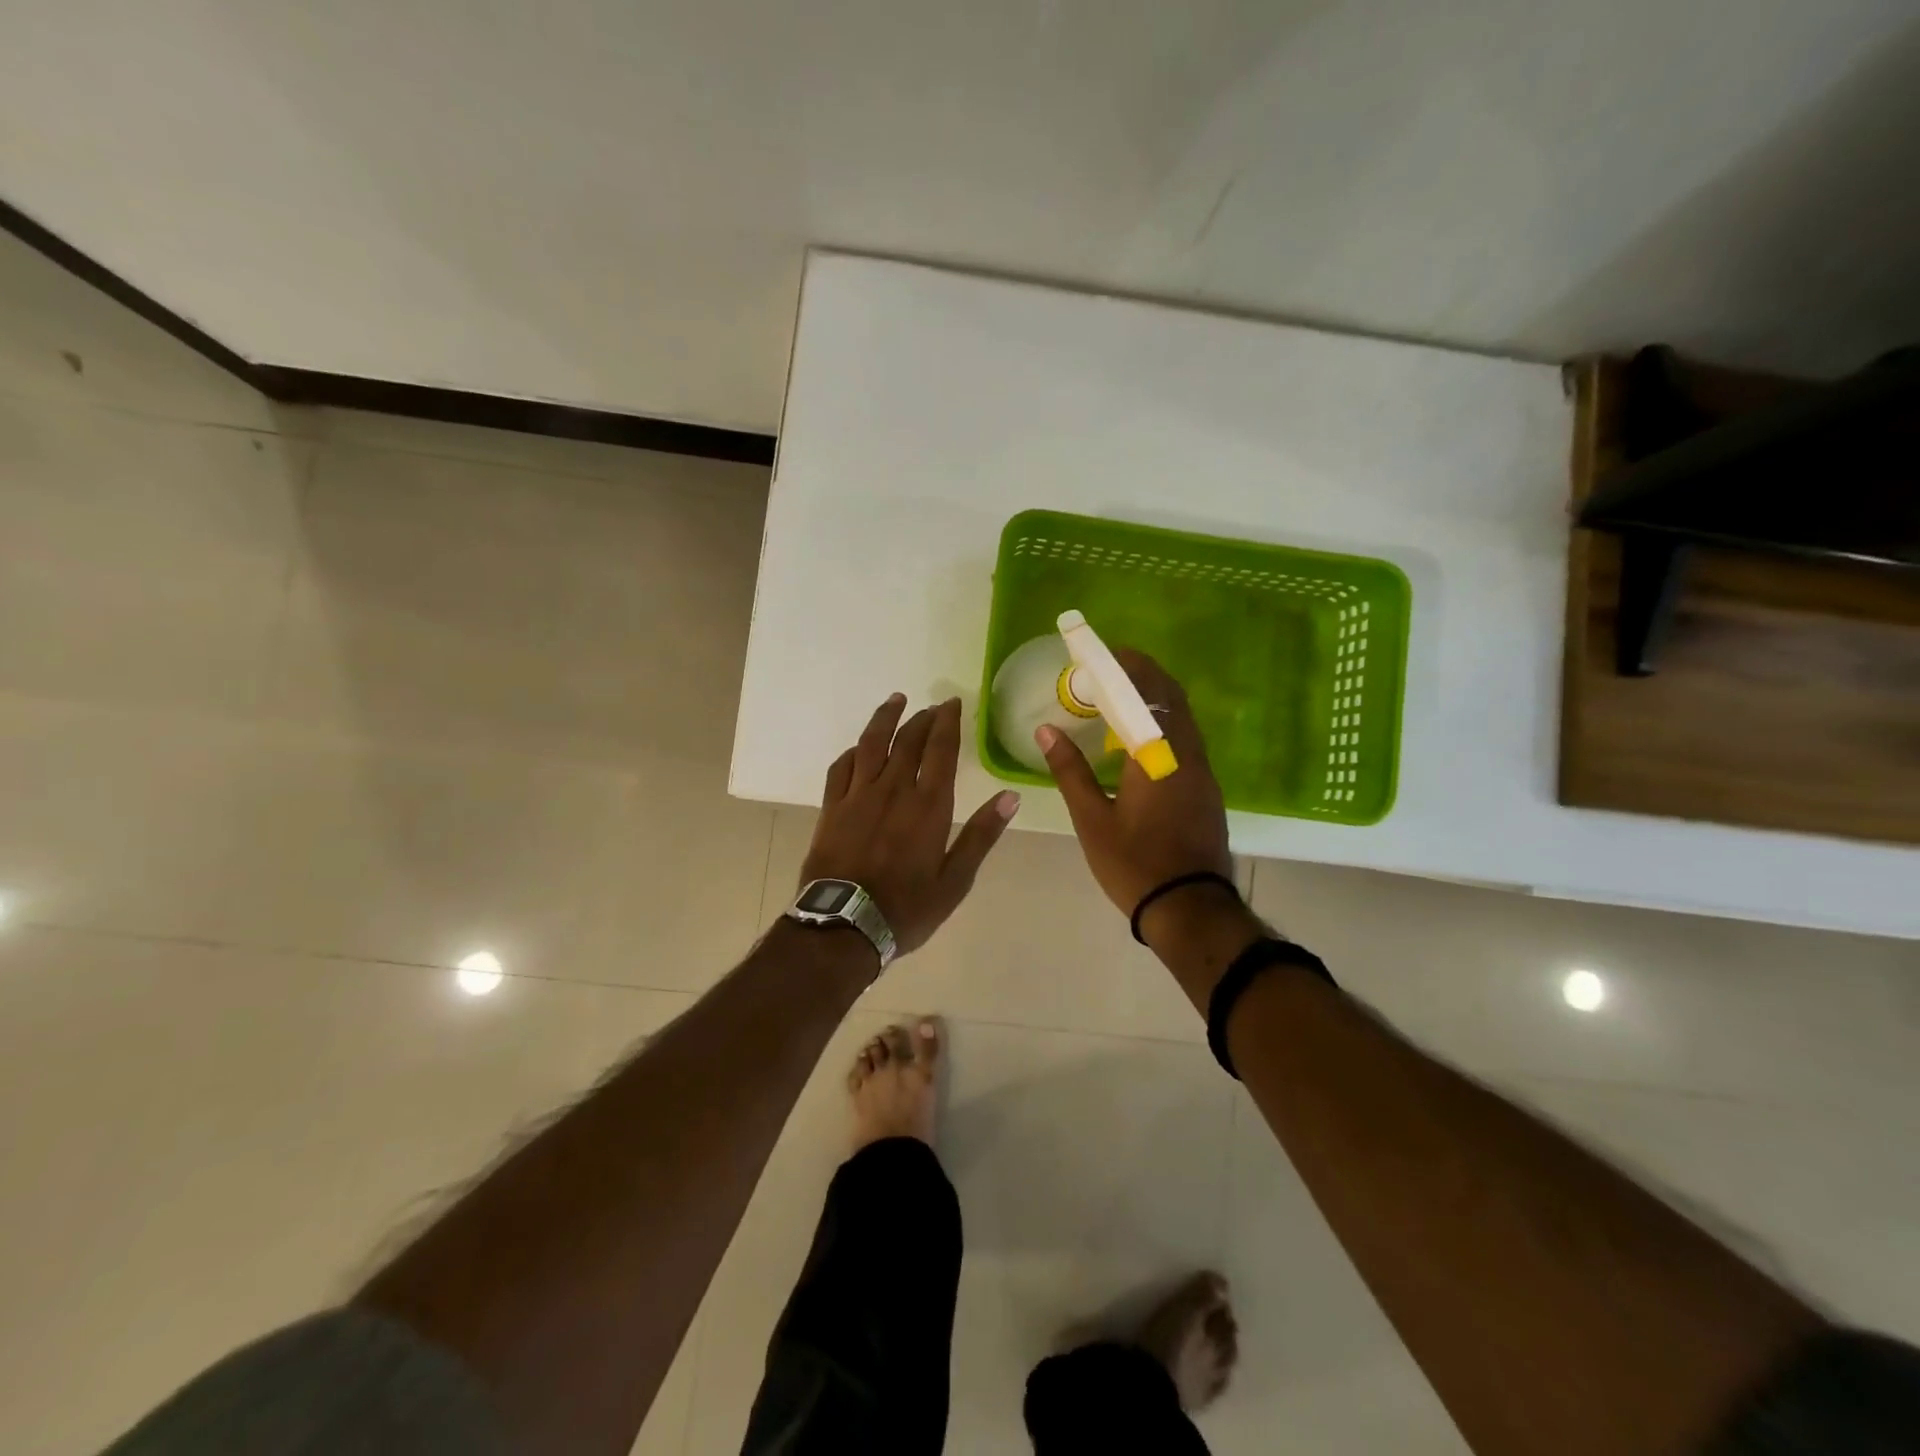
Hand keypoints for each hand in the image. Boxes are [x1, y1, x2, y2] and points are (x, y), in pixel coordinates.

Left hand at [802, 694, 1020, 957]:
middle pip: (908, 741)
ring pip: (872, 744)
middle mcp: (893, 790)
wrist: (844, 926)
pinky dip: (853, 751)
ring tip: (896, 700)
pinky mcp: (832, 808)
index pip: (941, 750)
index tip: (952, 703)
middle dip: (922, 718)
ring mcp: (858, 796)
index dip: (947, 723)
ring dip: (885, 719)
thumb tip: (1009, 797)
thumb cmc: (907, 908)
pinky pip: (841, 768)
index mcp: (928, 805)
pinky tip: (859, 747)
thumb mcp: (955, 880)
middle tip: (932, 706)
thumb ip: (980, 835)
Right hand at [1036, 650, 1234, 924]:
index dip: (1130, 667)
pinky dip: (1165, 726)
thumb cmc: (1134, 864)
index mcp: (1158, 757)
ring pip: (1183, 721)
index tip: (1110, 651)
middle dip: (1146, 677)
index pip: (1148, 694)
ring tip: (1123, 701)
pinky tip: (1142, 742)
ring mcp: (1203, 774)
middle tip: (1114, 670)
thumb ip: (1069, 771)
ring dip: (1157, 701)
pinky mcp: (1207, 791)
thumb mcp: (1092, 819)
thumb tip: (1046, 731)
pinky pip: (1186, 742)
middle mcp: (1187, 756)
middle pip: (1173, 700)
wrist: (1189, 908)